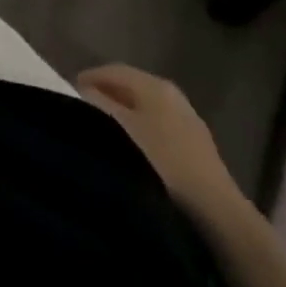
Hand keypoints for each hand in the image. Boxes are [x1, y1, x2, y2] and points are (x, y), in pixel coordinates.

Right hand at [77, 63, 247, 217]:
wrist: (217, 215)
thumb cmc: (161, 163)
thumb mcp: (119, 129)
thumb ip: (96, 105)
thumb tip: (82, 92)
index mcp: (153, 84)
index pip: (112, 70)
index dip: (88, 78)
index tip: (68, 93)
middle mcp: (172, 95)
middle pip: (130, 88)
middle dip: (106, 96)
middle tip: (83, 112)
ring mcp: (188, 121)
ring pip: (146, 110)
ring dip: (124, 117)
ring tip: (105, 134)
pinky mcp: (198, 149)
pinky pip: (159, 130)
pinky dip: (141, 134)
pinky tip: (133, 154)